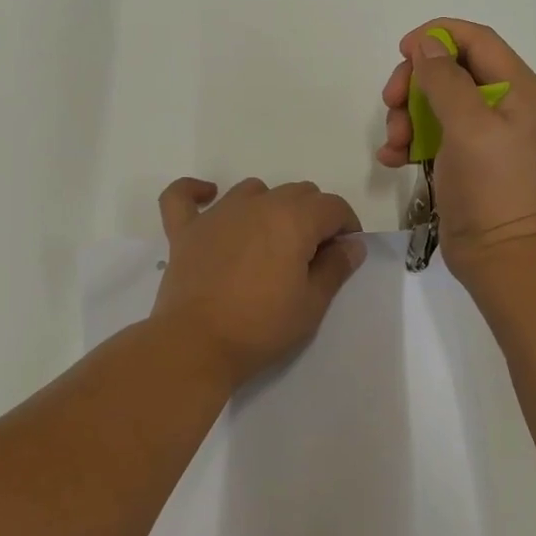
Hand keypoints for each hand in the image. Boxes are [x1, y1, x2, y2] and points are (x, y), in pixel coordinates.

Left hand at [151, 177, 365, 389]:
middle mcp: (257, 205)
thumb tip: (352, 244)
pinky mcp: (185, 230)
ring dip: (270, 205)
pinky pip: (183, 196)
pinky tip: (209, 198)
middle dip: (314, 215)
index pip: (333, 206)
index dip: (347, 226)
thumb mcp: (311, 304)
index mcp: (293, 220)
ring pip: (253, 190)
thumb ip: (335, 268)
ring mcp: (217, 214)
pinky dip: (196, 192)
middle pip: (298, 192)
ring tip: (272, 240)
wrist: (196, 345)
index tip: (345, 252)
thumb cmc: (261, 327)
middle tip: (312, 255)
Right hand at [376, 18, 535, 279]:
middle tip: (391, 102)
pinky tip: (392, 159)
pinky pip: (431, 134)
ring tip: (395, 144)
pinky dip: (409, 141)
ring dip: (406, 116)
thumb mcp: (468, 125)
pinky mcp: (464, 158)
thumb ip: (445, 78)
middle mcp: (504, 104)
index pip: (476, 40)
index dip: (438, 36)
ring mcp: (483, 133)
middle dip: (415, 83)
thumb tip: (426, 43)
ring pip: (434, 102)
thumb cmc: (489, 185)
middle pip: (450, 70)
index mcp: (518, 88)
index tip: (402, 51)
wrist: (498, 254)